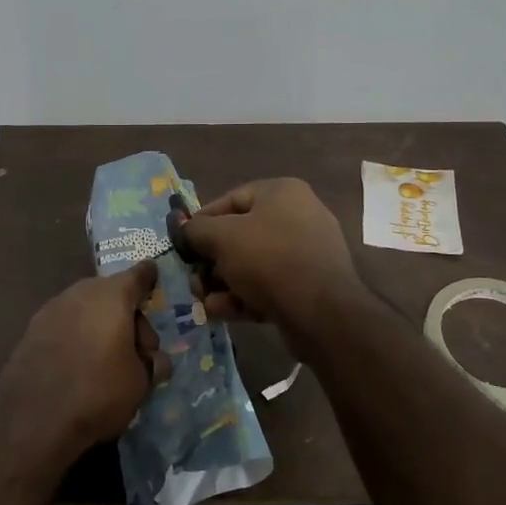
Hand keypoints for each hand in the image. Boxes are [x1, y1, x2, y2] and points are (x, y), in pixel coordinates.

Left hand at [0, 261, 172, 459]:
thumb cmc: (98, 391)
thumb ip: (152, 364)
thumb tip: (156, 361)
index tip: (153, 277)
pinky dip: (77, 335)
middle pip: (112, 294)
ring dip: (100, 325)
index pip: (138, 275)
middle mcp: (82, 292)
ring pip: (87, 308)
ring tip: (106, 359)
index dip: (149, 278)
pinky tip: (78, 364)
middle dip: (127, 315)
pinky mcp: (32, 329)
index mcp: (113, 295)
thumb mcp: (140, 382)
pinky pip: (66, 324)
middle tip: (137, 350)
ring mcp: (53, 308)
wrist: (31, 418)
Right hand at [180, 179, 360, 343]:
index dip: (201, 222)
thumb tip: (183, 229)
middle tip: (193, 281)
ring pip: (252, 264)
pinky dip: (244, 296)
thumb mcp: (222, 238)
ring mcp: (306, 252)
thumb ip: (196, 230)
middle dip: (212, 261)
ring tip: (204, 302)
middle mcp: (298, 216)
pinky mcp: (309, 286)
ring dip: (224, 283)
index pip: (231, 200)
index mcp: (282, 192)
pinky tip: (222, 313)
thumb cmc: (269, 259)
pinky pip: (269, 285)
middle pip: (240, 235)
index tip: (182, 244)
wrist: (323, 312)